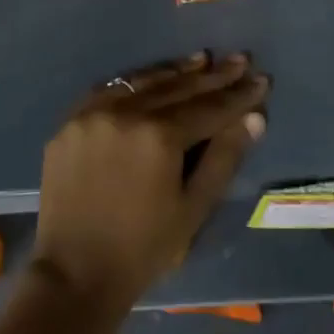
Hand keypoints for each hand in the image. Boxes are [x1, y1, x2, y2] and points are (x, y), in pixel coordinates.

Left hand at [31, 53, 268, 312]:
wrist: (73, 274)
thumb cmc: (143, 249)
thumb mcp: (193, 209)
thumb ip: (224, 158)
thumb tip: (254, 118)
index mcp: (159, 136)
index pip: (209, 107)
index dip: (238, 95)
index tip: (261, 79)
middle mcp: (126, 112)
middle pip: (178, 87)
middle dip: (213, 75)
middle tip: (239, 59)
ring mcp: (94, 112)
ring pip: (144, 81)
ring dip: (176, 71)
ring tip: (203, 59)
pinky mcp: (71, 120)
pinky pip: (111, 90)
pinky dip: (137, 82)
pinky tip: (153, 77)